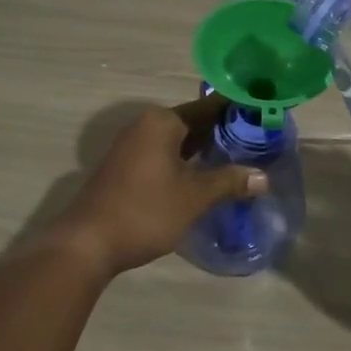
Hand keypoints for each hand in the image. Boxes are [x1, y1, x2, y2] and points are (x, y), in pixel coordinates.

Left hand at [50, 95, 266, 276]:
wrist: (87, 244)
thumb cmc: (145, 211)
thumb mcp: (193, 197)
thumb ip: (229, 182)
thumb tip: (263, 178)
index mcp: (161, 121)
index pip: (208, 107)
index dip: (236, 111)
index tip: (262, 115)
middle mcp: (145, 126)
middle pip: (192, 122)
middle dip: (222, 132)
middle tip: (258, 141)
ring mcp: (132, 147)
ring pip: (178, 142)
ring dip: (204, 150)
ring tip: (239, 159)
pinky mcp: (125, 168)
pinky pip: (164, 156)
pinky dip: (186, 162)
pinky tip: (205, 177)